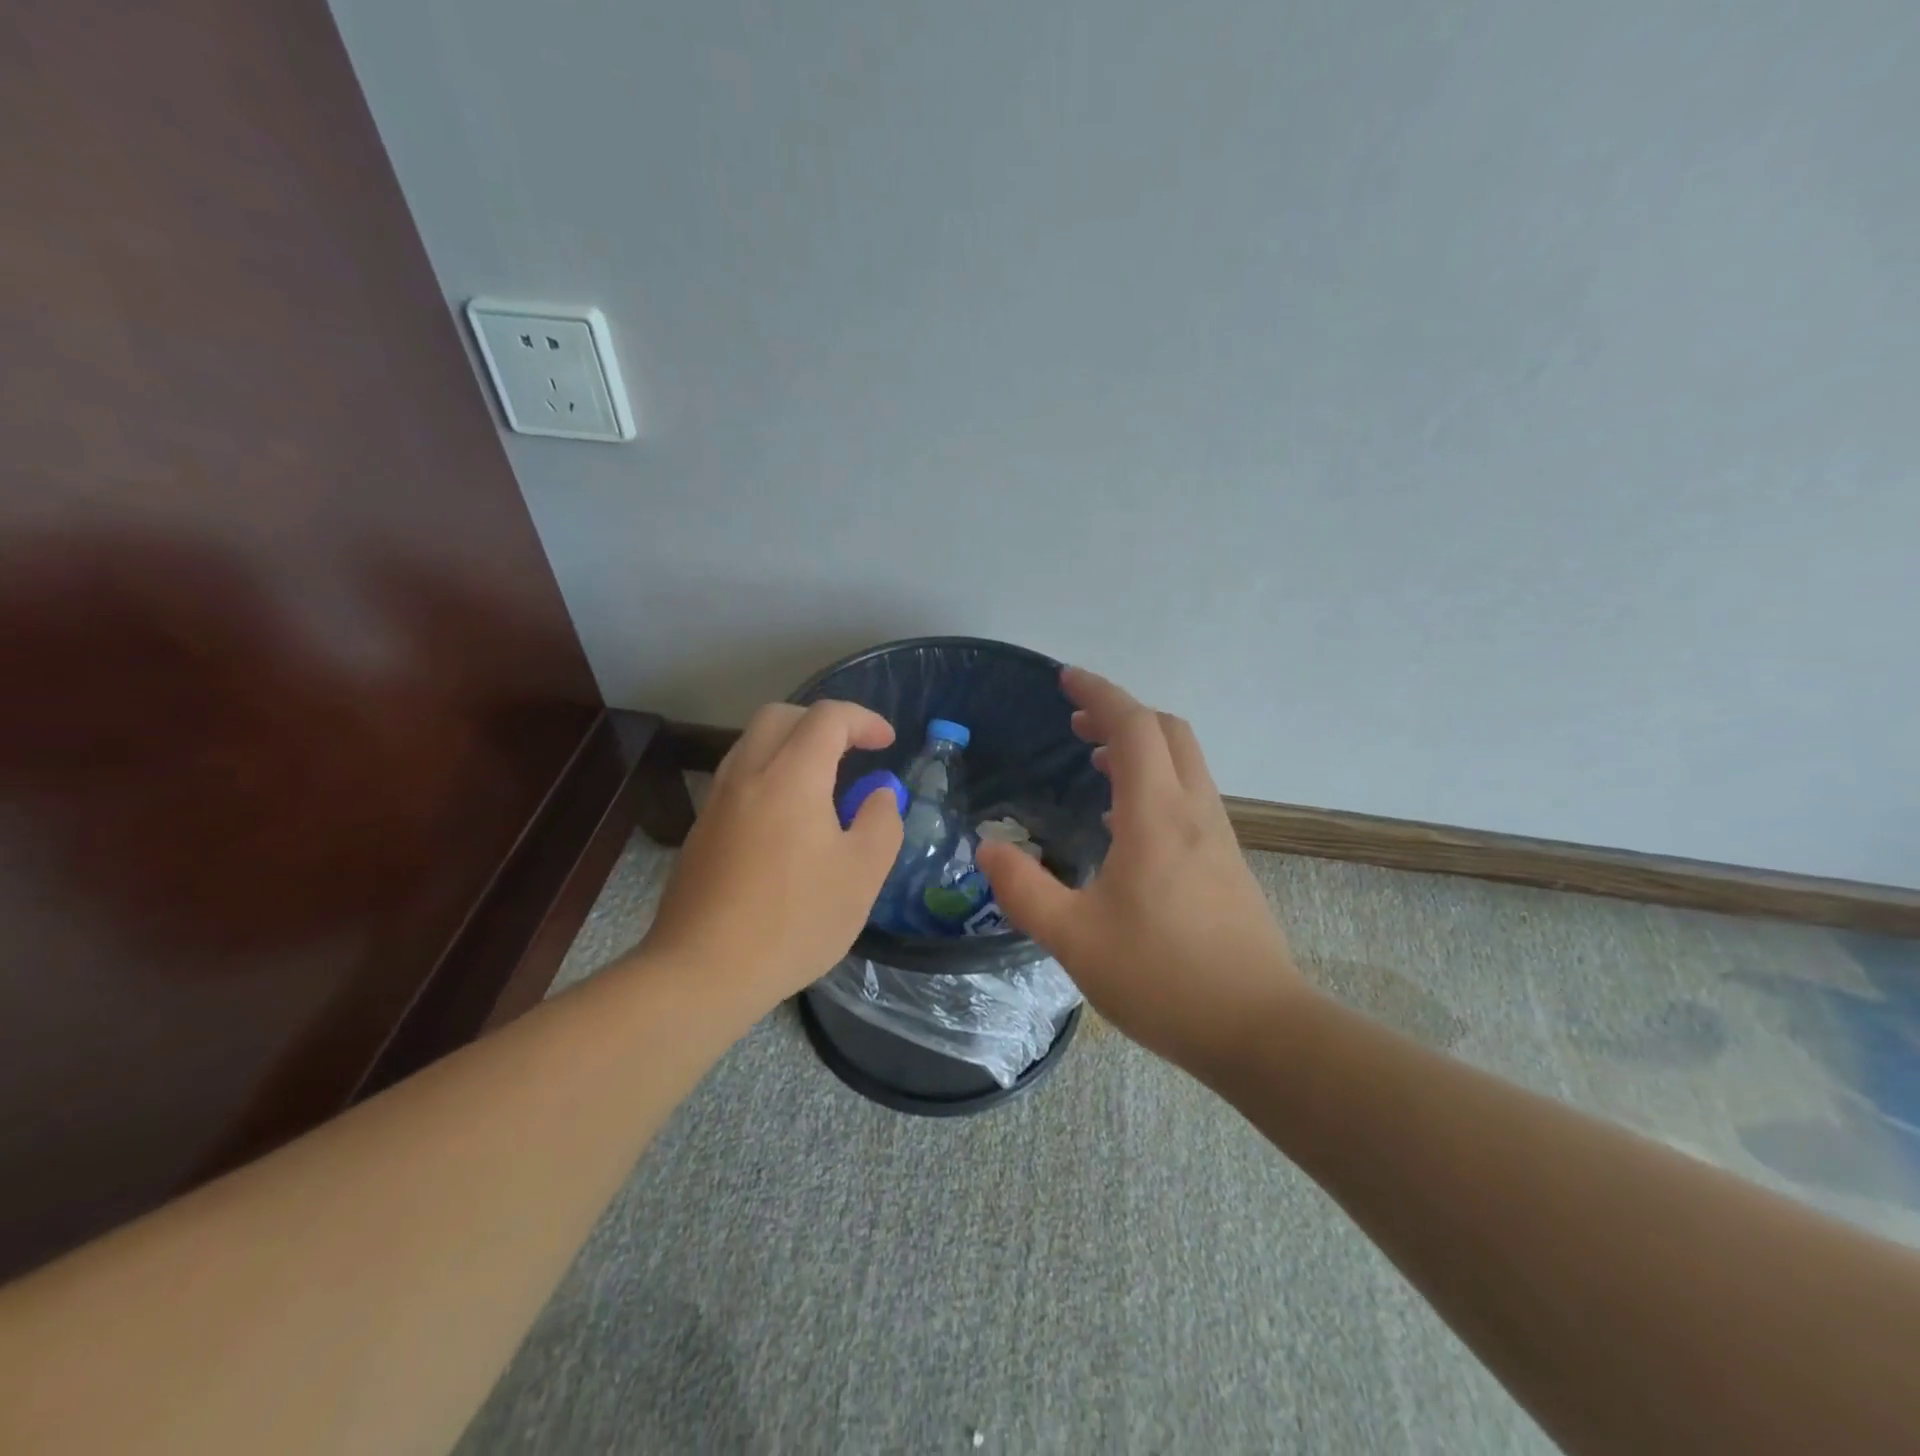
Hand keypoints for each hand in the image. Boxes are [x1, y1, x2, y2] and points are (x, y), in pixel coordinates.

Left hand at [642, 700, 903, 1008]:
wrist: (702, 971)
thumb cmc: (794, 921)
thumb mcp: (862, 876)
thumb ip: (881, 823)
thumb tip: (879, 796)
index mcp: (791, 777)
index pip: (828, 718)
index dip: (864, 720)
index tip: (887, 743)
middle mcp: (747, 775)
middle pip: (780, 716)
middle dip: (822, 722)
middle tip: (852, 751)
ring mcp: (717, 801)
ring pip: (753, 744)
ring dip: (792, 746)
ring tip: (823, 785)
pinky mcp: (701, 830)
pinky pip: (739, 777)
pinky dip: (770, 774)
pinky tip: (788, 821)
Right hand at [976, 667, 1305, 1072]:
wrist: (1260, 1030)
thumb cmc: (1163, 979)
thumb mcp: (1074, 940)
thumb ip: (1024, 889)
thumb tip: (989, 847)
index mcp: (1156, 817)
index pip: (1133, 727)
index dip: (1099, 694)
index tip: (1065, 679)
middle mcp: (1194, 812)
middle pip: (1166, 731)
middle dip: (1121, 713)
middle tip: (1076, 724)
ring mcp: (1218, 836)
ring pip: (1184, 761)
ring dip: (1141, 746)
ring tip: (1096, 762)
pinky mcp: (1227, 862)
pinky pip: (1190, 794)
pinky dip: (1156, 780)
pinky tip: (1125, 821)